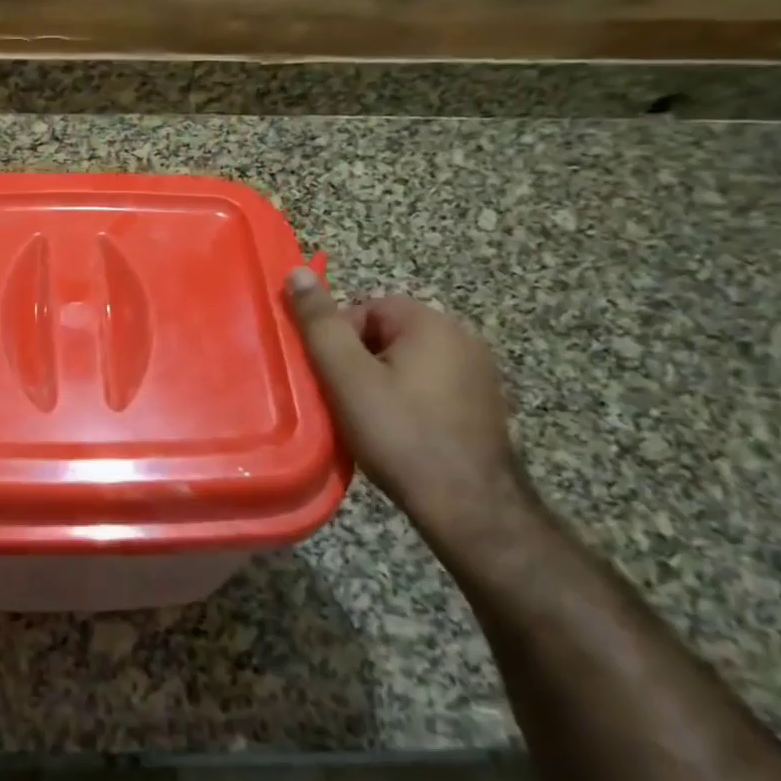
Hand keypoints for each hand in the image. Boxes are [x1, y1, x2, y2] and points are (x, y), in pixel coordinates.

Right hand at [284, 268, 535, 552]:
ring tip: (369, 421)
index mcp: (432, 323)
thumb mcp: (347, 376)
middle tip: (346, 401)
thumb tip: (297, 272)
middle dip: (360, 363)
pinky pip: (431, 387)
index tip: (332, 379)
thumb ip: (320, 323)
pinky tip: (401, 433)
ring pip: (407, 363)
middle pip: (387, 334)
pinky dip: (409, 402)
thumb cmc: (400, 435)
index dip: (339, 340)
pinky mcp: (484, 405)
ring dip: (382, 383)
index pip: (366, 308)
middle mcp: (463, 337)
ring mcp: (479, 373)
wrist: (470, 508)